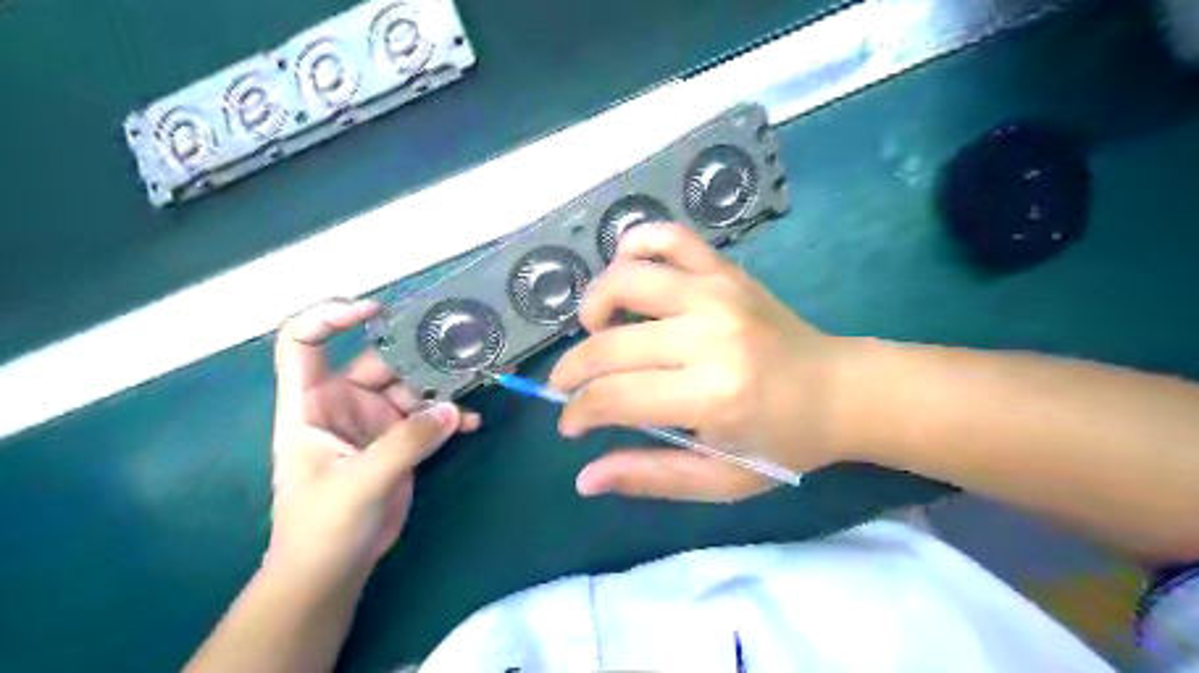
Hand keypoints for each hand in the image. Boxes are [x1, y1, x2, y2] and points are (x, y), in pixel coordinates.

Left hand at [267, 299, 481, 582]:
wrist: (334, 570)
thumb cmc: (322, 527)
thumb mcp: (359, 483)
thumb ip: (406, 443)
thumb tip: (452, 408)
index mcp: (310, 403)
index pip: (304, 342)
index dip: (329, 317)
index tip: (373, 311)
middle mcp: (344, 403)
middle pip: (380, 361)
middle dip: (417, 354)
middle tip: (458, 349)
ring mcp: (376, 420)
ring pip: (413, 385)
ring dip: (442, 386)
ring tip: (475, 383)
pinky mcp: (402, 439)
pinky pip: (430, 415)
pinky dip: (451, 415)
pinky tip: (471, 423)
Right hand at [547, 223, 855, 502]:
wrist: (840, 390)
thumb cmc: (782, 442)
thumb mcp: (721, 479)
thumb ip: (650, 477)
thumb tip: (584, 478)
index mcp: (711, 395)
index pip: (613, 397)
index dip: (578, 412)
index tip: (570, 423)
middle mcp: (709, 335)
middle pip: (609, 343)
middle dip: (572, 370)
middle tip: (568, 385)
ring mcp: (717, 292)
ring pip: (625, 279)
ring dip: (593, 304)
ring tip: (596, 329)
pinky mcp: (725, 270)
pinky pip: (667, 237)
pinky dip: (634, 245)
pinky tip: (626, 272)